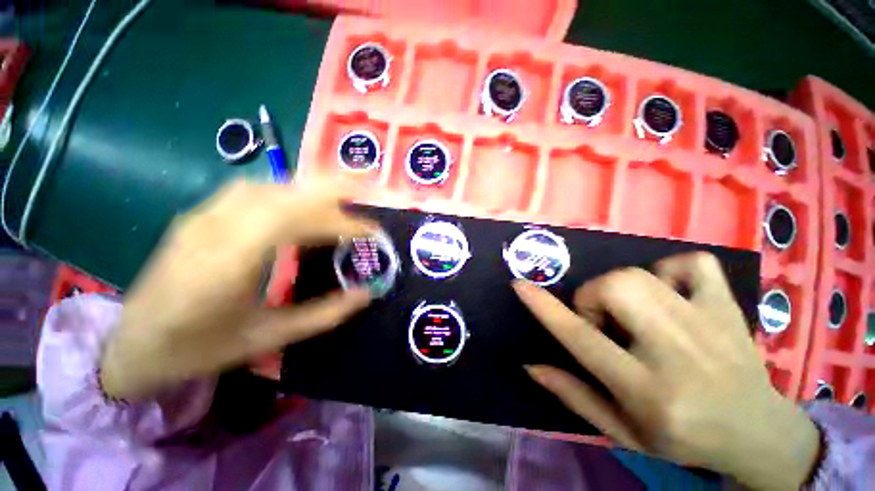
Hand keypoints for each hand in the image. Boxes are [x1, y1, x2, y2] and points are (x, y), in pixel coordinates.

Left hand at [100, 180, 376, 399]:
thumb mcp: (267, 338)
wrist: (131, 345)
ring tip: (338, 209)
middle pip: (285, 192)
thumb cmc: (197, 348)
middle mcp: (214, 227)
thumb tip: (366, 294)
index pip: (297, 220)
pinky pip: (253, 191)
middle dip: (334, 194)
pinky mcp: (200, 215)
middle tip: (365, 207)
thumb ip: (324, 315)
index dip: (341, 221)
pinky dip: (289, 194)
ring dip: (311, 192)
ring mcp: (203, 215)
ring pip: (270, 186)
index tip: (371, 233)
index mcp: (229, 262)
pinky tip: (301, 212)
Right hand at [514, 253, 820, 490]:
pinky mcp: (729, 307)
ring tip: (631, 314)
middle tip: (602, 321)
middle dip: (592, 297)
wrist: (759, 433)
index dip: (545, 308)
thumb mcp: (622, 430)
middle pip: (615, 288)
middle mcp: (676, 352)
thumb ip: (574, 395)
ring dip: (619, 289)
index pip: (582, 339)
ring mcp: (708, 323)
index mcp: (646, 390)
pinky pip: (692, 263)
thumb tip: (531, 365)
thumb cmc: (683, 438)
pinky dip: (670, 270)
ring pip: (640, 274)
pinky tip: (670, 294)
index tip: (520, 285)